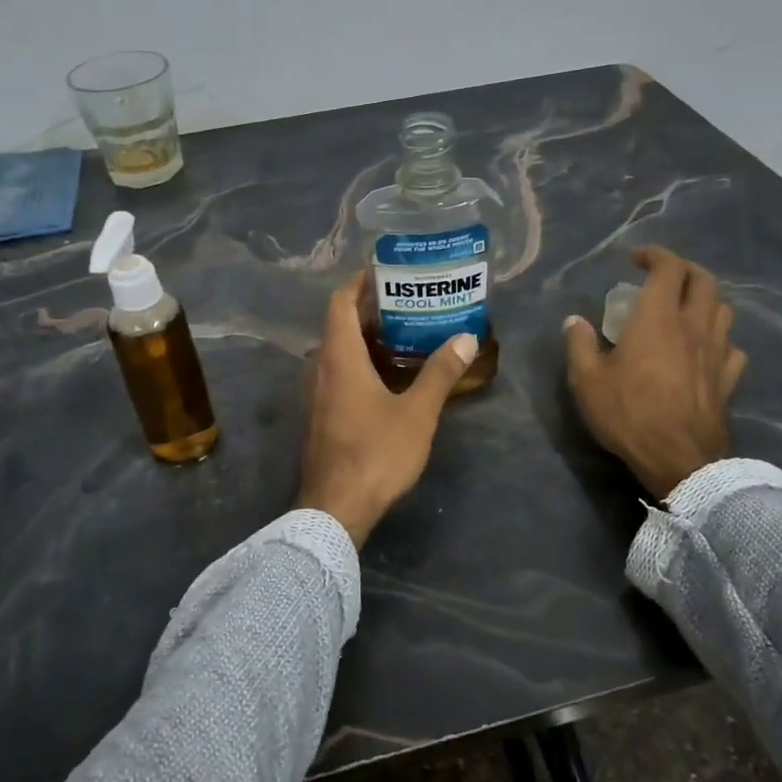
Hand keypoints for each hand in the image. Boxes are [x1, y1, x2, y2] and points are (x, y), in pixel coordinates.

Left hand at [297, 272, 478, 546]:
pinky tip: (387, 379)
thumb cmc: (375, 453)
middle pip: (338, 326)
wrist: (334, 509)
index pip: (340, 302)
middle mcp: (319, 369)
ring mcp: (315, 395)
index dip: (358, 282)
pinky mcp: (318, 417)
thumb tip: (466, 338)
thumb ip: (440, 374)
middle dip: (369, 311)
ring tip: (403, 338)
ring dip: (364, 340)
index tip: (384, 272)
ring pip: (337, 353)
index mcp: (339, 358)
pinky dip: (359, 365)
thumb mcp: (417, 413)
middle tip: (407, 305)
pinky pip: (336, 376)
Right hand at [563, 246, 747, 499]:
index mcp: (658, 318)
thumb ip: (579, 345)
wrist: (679, 459)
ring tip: (686, 308)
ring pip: (723, 309)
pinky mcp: (728, 379)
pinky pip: (732, 347)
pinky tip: (706, 350)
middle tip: (663, 276)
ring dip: (706, 299)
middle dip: (684, 270)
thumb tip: (574, 321)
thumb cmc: (629, 414)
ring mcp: (717, 352)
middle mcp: (693, 326)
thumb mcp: (587, 380)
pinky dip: (720, 339)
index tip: (635, 259)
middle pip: (704, 280)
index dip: (655, 255)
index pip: (669, 268)